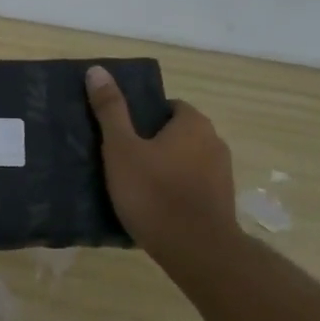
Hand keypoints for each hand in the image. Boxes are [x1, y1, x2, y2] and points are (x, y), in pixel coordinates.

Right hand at [86, 65, 239, 260]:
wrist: (196, 250)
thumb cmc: (154, 193)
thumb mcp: (121, 149)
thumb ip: (110, 110)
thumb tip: (97, 70)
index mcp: (193, 123)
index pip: (167, 106)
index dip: (142, 116)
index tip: (121, 133)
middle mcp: (214, 142)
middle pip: (177, 133)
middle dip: (152, 142)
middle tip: (121, 159)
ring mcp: (222, 174)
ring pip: (185, 161)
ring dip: (165, 168)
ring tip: (133, 185)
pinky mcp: (221, 202)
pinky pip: (192, 187)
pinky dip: (175, 190)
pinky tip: (153, 207)